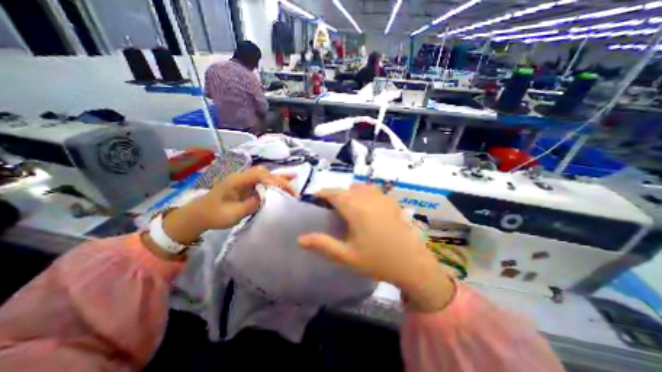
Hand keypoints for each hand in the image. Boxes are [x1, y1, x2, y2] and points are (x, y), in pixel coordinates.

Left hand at [145, 168, 296, 258]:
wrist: (198, 215)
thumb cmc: (213, 215)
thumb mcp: (232, 214)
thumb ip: (251, 204)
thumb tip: (267, 198)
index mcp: (236, 181)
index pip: (259, 175)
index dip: (274, 180)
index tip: (286, 190)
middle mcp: (242, 177)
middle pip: (265, 173)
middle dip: (280, 180)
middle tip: (293, 191)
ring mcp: (244, 181)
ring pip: (265, 176)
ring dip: (279, 180)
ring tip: (293, 185)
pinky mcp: (246, 186)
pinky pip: (263, 182)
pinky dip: (274, 184)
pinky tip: (283, 187)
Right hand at [299, 184, 455, 312]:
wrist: (412, 264)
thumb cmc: (377, 261)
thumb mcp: (347, 256)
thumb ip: (323, 245)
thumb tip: (300, 239)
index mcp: (356, 209)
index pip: (334, 194)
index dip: (323, 193)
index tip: (315, 198)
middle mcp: (368, 198)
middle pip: (346, 190)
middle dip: (335, 195)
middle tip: (329, 207)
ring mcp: (382, 198)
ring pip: (360, 188)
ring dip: (349, 193)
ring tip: (346, 205)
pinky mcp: (391, 202)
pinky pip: (373, 191)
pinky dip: (363, 194)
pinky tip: (365, 206)